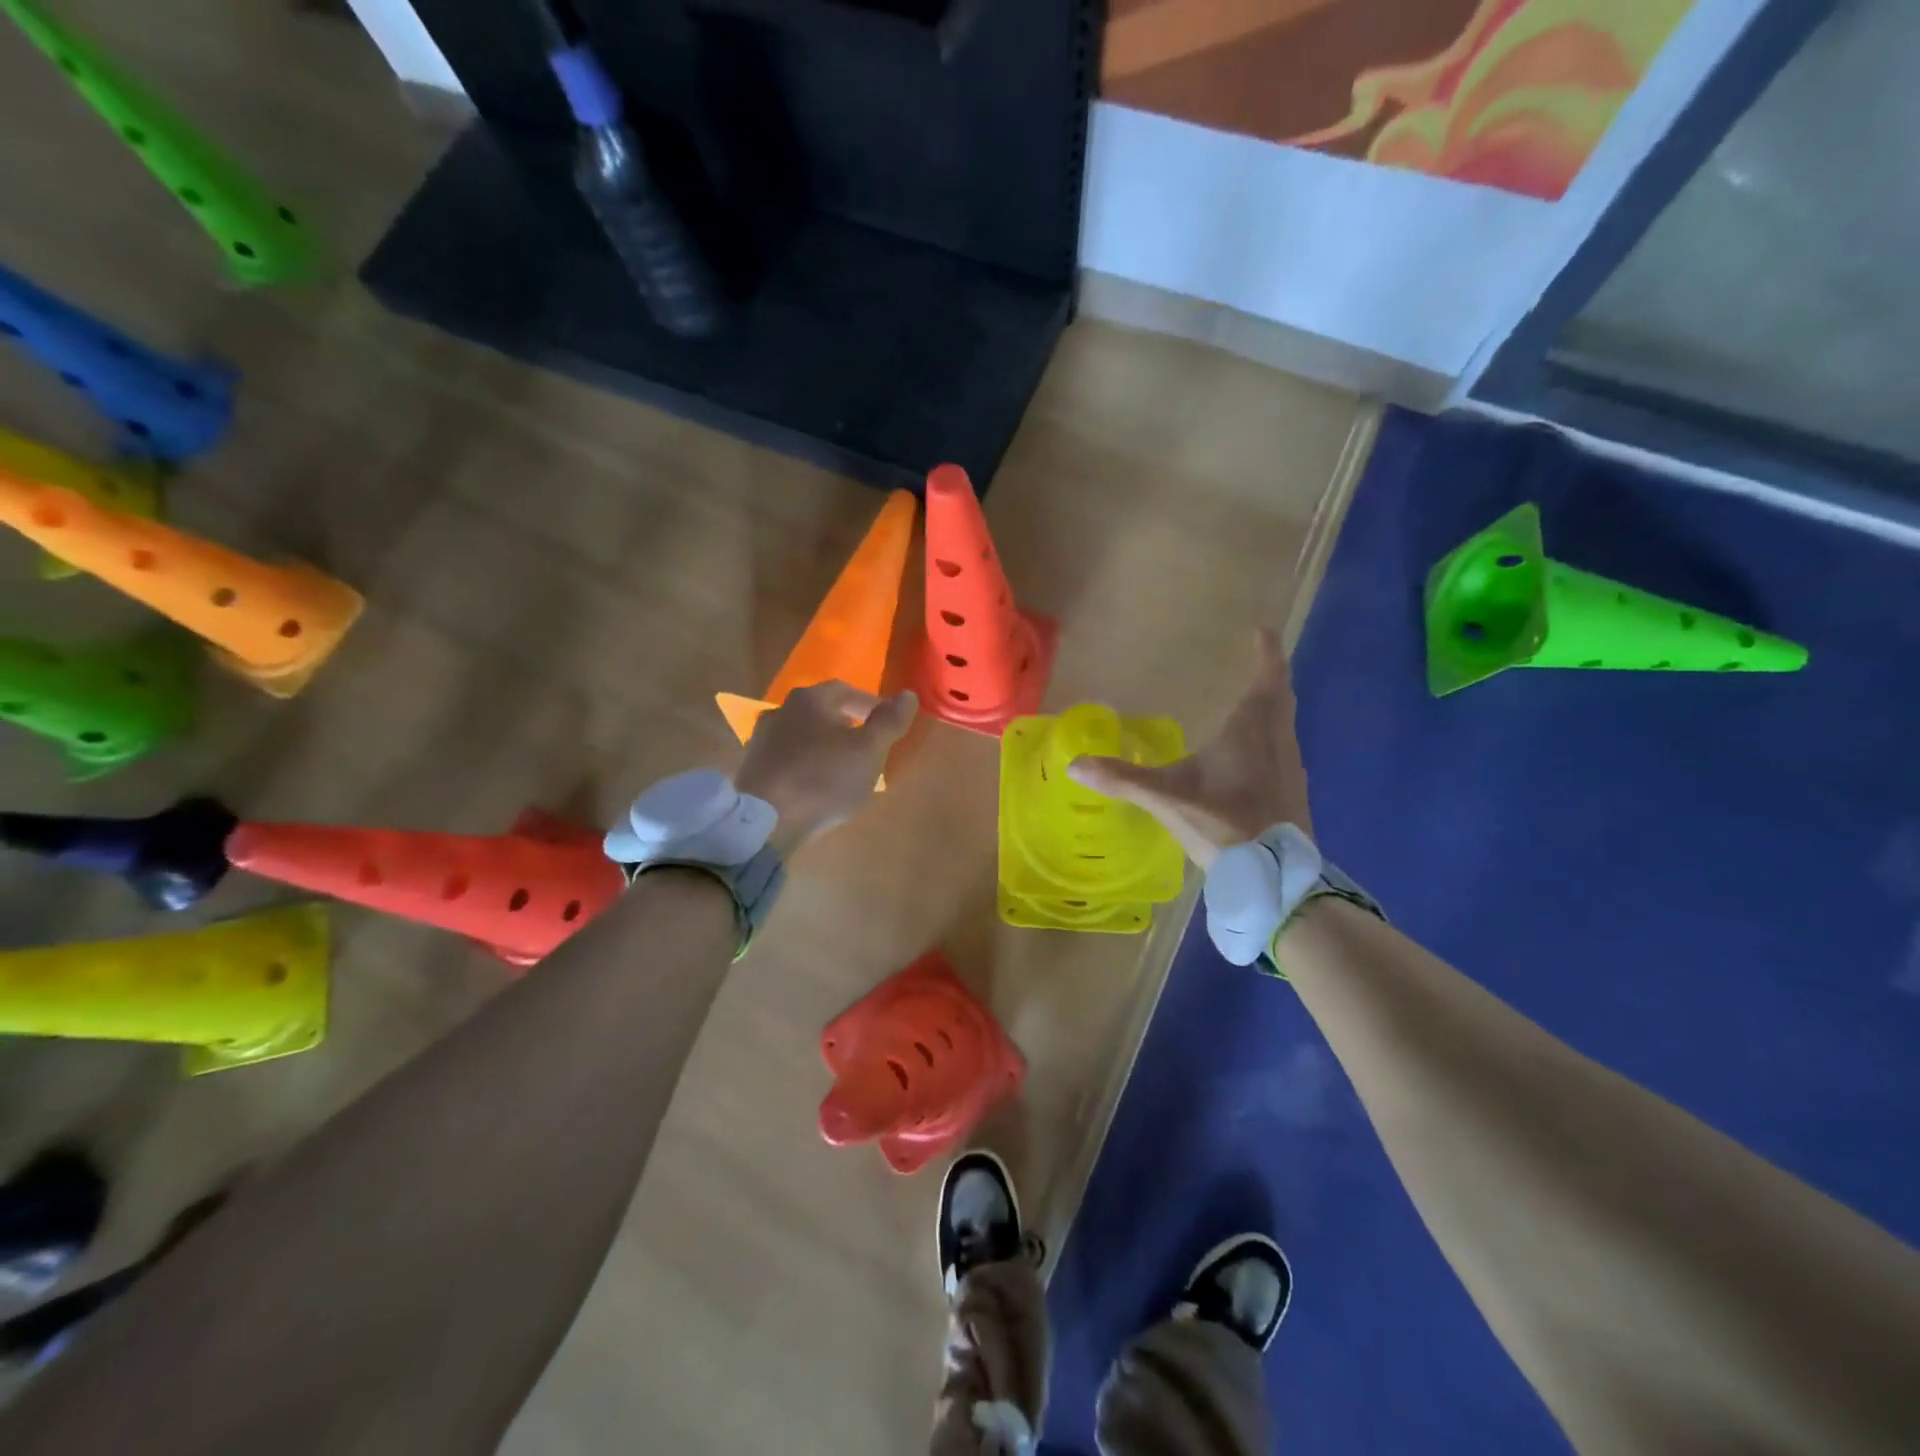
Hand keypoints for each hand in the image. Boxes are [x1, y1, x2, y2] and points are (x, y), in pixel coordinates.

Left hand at [736, 682, 916, 857]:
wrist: (765, 822)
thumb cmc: (823, 780)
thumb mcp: (868, 751)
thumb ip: (889, 722)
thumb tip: (908, 695)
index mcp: (810, 699)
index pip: (846, 691)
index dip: (870, 705)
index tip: (887, 724)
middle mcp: (780, 710)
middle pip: (821, 711)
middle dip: (846, 724)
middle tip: (866, 745)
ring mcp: (761, 739)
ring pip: (802, 734)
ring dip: (823, 745)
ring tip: (841, 767)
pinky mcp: (751, 767)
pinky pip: (786, 757)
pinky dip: (804, 763)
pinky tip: (814, 783)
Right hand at [1066, 627, 1310, 867]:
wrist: (1275, 878)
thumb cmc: (1224, 824)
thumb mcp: (1167, 799)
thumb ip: (1122, 780)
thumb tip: (1075, 765)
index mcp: (1252, 730)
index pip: (1268, 678)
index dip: (1267, 653)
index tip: (1262, 630)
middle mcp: (1279, 742)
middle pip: (1281, 699)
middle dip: (1270, 678)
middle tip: (1258, 663)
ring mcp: (1292, 770)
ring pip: (1285, 727)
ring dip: (1272, 710)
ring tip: (1251, 707)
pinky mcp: (1294, 795)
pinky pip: (1283, 752)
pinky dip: (1270, 740)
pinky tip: (1252, 760)